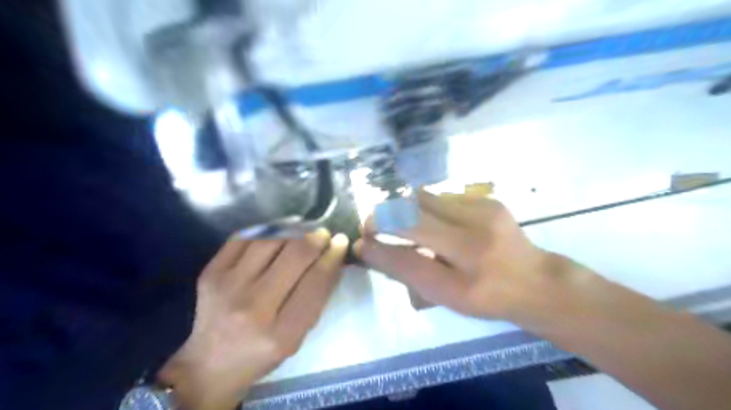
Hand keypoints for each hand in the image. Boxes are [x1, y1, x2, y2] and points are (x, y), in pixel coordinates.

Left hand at [158, 231, 346, 408]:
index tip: (341, 242)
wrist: (210, 364)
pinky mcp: (211, 273)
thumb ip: (317, 298)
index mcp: (281, 333)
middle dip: (315, 239)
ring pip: (270, 241)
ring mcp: (227, 287)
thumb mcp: (298, 336)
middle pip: (293, 257)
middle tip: (323, 234)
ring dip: (293, 230)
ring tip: (303, 229)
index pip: (315, 283)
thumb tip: (333, 258)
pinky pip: (244, 238)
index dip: (332, 257)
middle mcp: (252, 308)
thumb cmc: (263, 353)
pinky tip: (279, 231)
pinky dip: (266, 230)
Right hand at [355, 191, 586, 324]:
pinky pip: (441, 197)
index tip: (361, 242)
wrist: (535, 280)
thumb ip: (407, 273)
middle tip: (373, 225)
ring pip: (423, 199)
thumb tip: (371, 251)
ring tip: (399, 221)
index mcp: (465, 280)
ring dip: (403, 208)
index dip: (377, 248)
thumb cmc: (487, 298)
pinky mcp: (487, 199)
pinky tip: (432, 219)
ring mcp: (484, 213)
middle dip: (383, 217)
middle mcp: (475, 240)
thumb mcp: (445, 297)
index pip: (406, 259)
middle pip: (411, 215)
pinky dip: (425, 206)